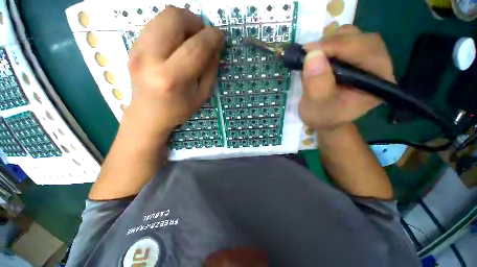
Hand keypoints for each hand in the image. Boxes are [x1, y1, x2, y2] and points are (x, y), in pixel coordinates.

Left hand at [125, 7, 223, 137]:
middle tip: (202, 37)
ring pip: (163, 16)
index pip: (195, 47)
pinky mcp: (132, 46)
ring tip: (190, 39)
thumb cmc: (179, 109)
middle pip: (174, 18)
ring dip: (183, 23)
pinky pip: (156, 24)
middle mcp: (150, 59)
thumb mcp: (202, 94)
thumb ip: (210, 69)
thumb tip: (215, 46)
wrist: (148, 114)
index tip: (220, 36)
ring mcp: (137, 49)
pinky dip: (171, 28)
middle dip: (195, 22)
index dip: (212, 37)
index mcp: (172, 78)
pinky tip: (176, 44)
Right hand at [299, 25, 394, 130]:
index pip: (366, 52)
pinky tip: (319, 55)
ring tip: (313, 56)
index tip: (310, 51)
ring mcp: (367, 59)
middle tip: (309, 53)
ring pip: (354, 36)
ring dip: (330, 41)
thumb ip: (316, 84)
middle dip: (333, 43)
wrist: (324, 118)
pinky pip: (346, 39)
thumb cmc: (322, 116)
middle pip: (362, 39)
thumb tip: (312, 54)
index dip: (338, 47)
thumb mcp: (316, 106)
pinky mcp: (356, 57)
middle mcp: (378, 66)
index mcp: (377, 81)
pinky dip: (329, 43)